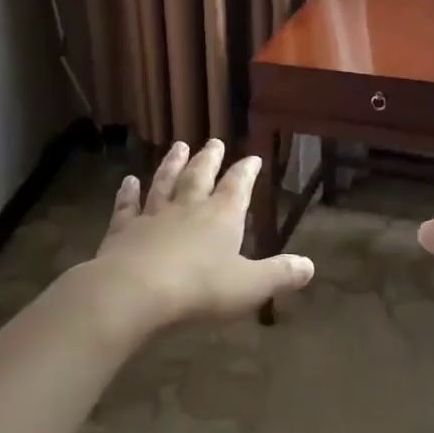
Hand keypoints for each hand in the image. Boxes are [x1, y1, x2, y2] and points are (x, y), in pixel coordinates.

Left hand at [79, 139, 313, 336]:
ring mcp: (153, 215)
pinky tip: (127, 181)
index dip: (246, 171)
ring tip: (178, 146)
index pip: (237, 186)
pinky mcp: (123, 229)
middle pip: (200, 175)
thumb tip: (310, 266)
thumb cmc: (199, 288)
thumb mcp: (249, 286)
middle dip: (209, 158)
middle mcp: (189, 207)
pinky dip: (128, 192)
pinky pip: (127, 206)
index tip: (253, 157)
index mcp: (222, 216)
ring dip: (172, 164)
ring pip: (165, 182)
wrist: (134, 291)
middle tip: (214, 141)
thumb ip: (279, 274)